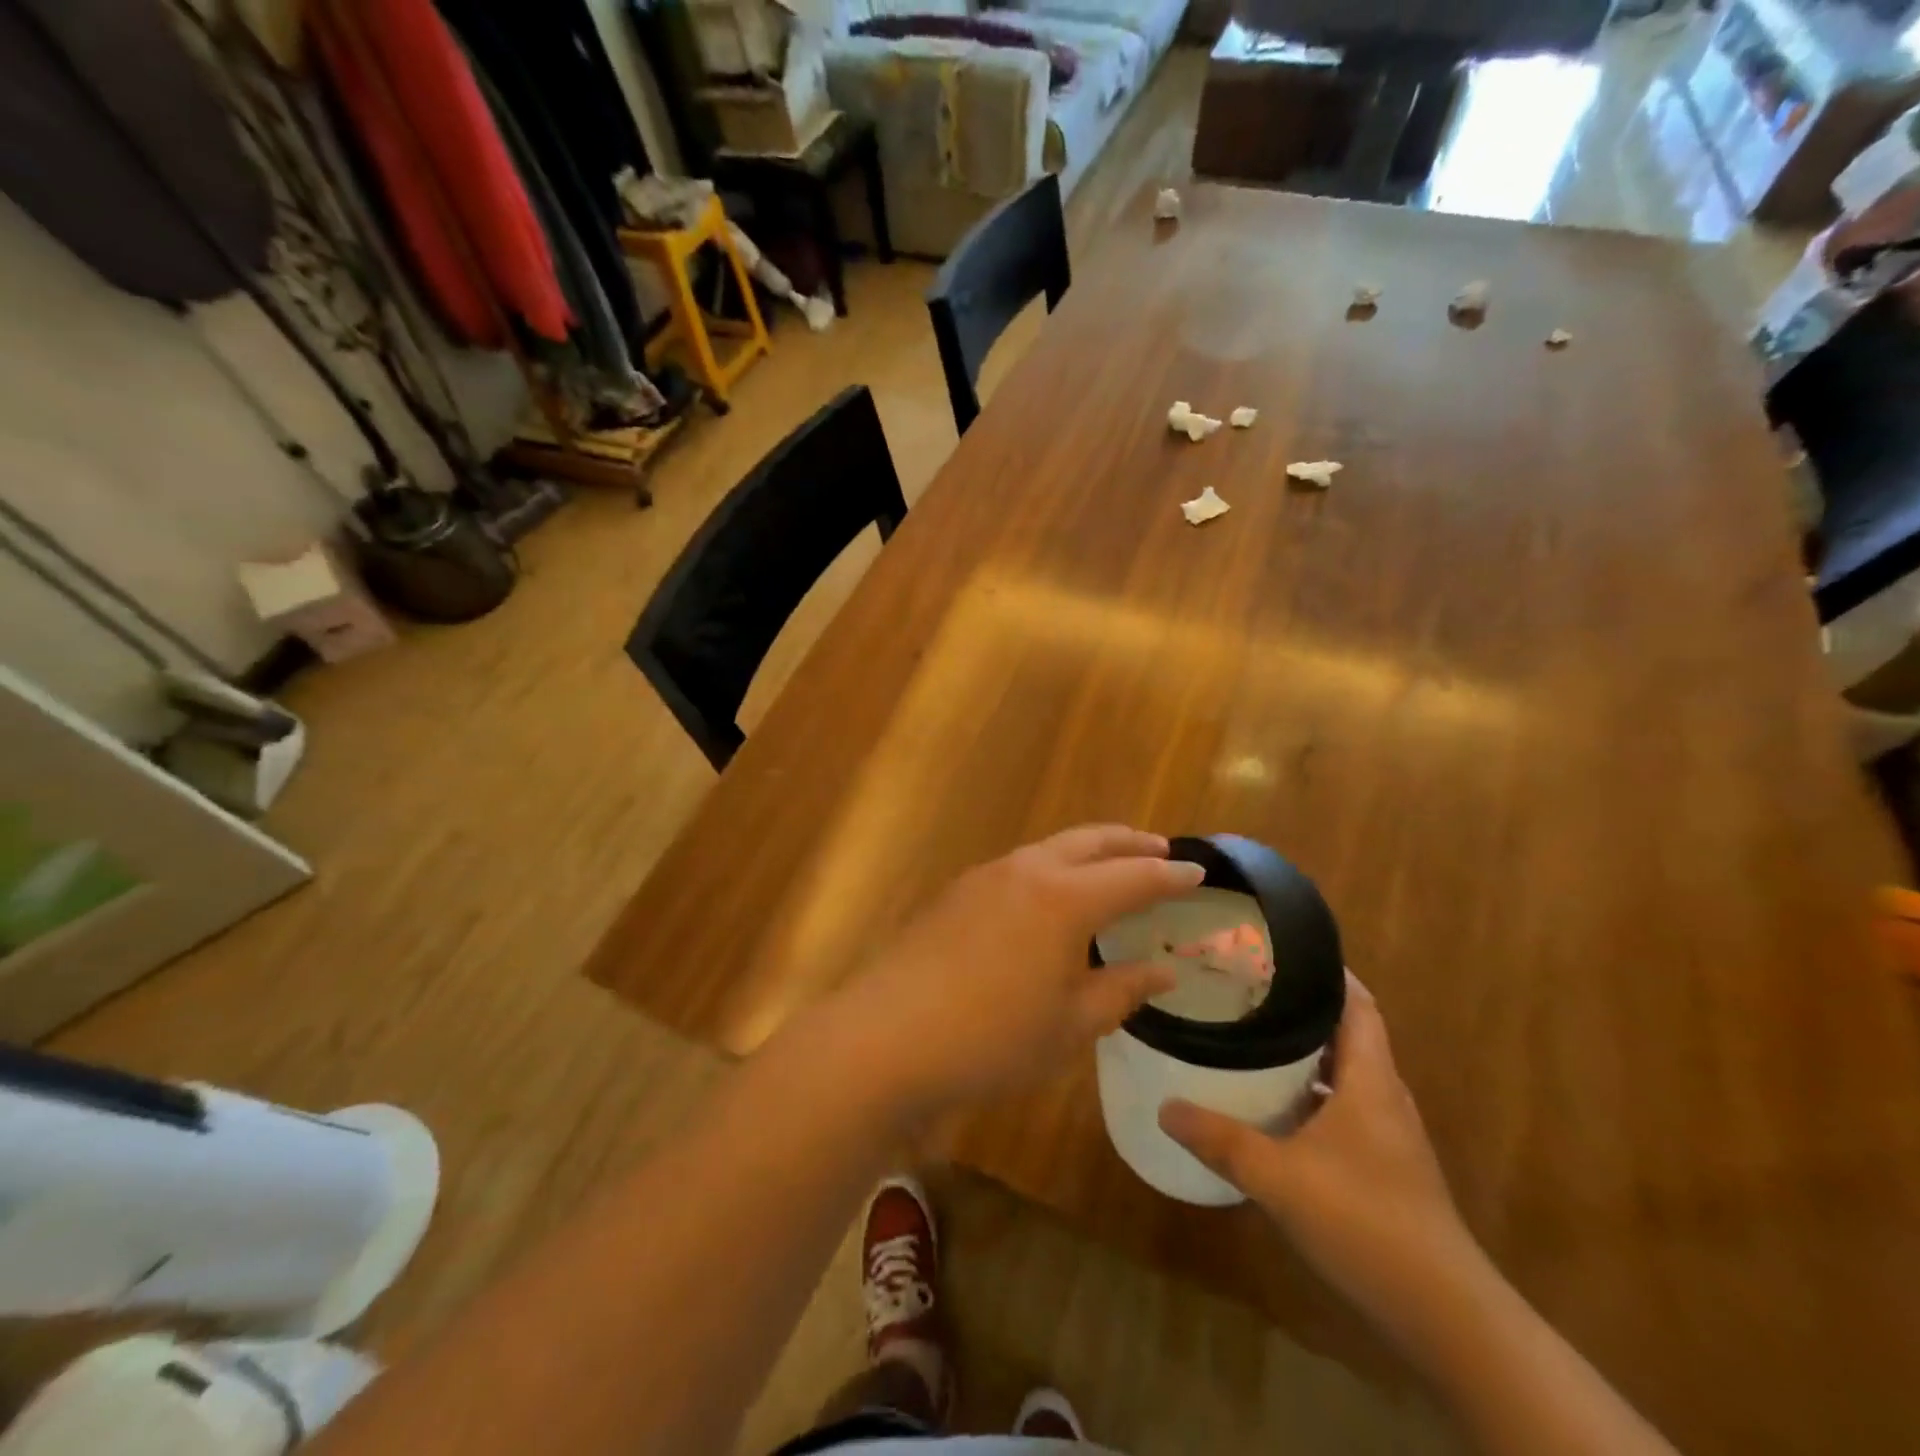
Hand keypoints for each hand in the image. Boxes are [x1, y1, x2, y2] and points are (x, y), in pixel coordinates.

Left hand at [832, 826, 1203, 1115]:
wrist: (887, 1037)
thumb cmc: (992, 1039)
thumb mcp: (1070, 1025)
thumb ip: (1121, 990)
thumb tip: (1164, 970)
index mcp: (1064, 899)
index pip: (1133, 876)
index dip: (1169, 874)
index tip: (1197, 871)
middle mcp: (1026, 872)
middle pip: (1089, 842)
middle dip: (1128, 841)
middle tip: (1159, 846)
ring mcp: (984, 877)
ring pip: (1049, 848)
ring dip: (1086, 851)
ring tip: (1108, 866)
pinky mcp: (955, 893)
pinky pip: (1018, 867)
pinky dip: (1050, 869)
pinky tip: (1048, 896)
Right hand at [1158, 973, 1481, 1337]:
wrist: (1446, 1316)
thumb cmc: (1366, 1223)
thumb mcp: (1280, 1178)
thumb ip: (1221, 1140)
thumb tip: (1165, 1107)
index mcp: (1370, 1079)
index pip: (1357, 1003)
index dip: (1326, 971)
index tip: (1278, 950)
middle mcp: (1383, 1096)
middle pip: (1346, 1032)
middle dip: (1300, 1007)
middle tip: (1246, 989)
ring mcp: (1387, 1134)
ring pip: (1342, 1073)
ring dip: (1303, 1053)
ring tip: (1250, 1037)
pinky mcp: (1382, 1166)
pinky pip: (1341, 1107)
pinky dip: (1308, 1094)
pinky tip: (1272, 1108)